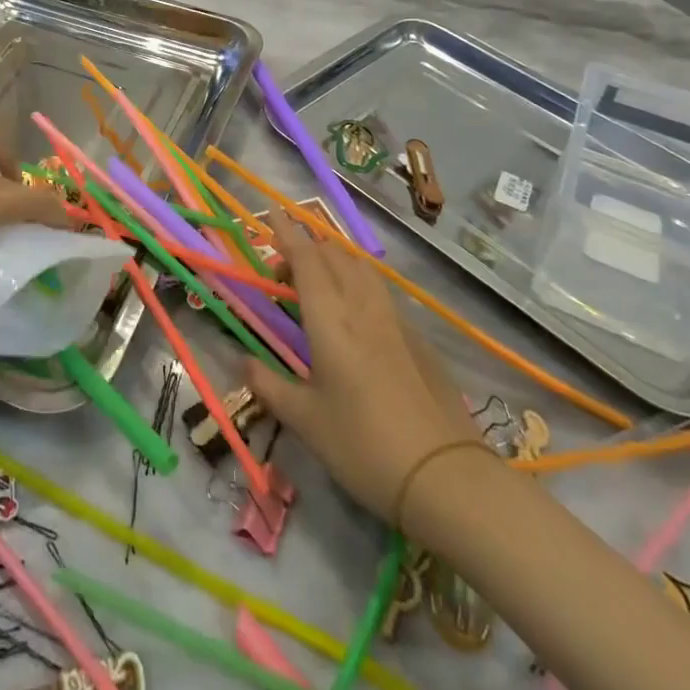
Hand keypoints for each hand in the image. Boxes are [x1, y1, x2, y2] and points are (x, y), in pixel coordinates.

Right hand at [244, 211, 484, 531]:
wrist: (447, 477)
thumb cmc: (364, 446)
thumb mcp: (306, 421)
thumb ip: (270, 386)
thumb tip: (242, 362)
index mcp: (331, 320)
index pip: (306, 260)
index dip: (288, 233)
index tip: (273, 212)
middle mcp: (363, 308)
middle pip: (335, 256)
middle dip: (307, 248)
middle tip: (284, 271)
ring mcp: (396, 321)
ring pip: (362, 269)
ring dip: (336, 261)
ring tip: (318, 283)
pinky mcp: (418, 339)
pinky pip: (380, 292)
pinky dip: (359, 284)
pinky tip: (355, 315)